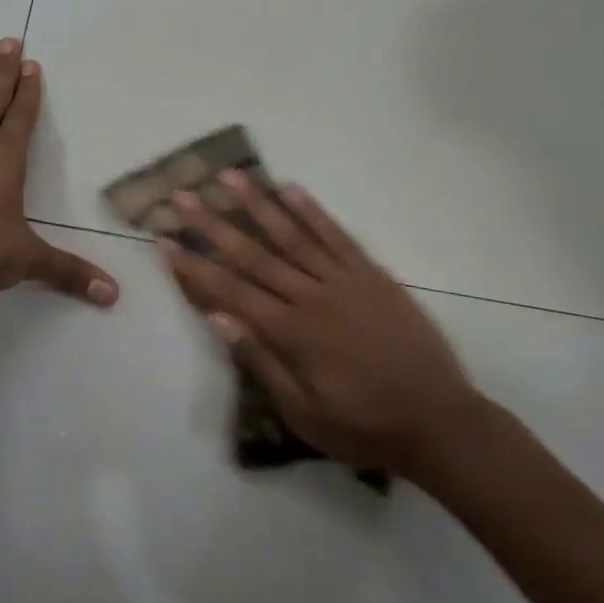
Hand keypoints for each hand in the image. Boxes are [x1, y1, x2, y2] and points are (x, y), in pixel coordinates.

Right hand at [160, 172, 485, 486]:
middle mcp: (310, 296)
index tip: (164, 241)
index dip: (193, 265)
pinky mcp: (371, 274)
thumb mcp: (303, 412)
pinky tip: (290, 189)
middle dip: (212, 224)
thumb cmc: (363, 425)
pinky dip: (312, 211)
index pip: (229, 290)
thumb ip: (261, 362)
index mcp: (290, 332)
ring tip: (229, 177)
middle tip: (183, 196)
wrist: (439, 421)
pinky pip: (337, 236)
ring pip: (291, 234)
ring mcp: (343, 280)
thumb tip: (218, 319)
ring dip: (257, 204)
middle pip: (252, 253)